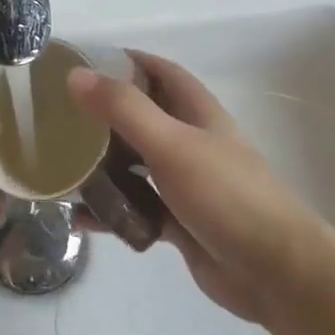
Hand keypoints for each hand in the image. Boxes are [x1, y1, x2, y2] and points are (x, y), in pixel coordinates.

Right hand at [68, 51, 330, 323]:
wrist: (277, 273)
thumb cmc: (227, 196)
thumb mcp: (172, 144)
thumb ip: (124, 109)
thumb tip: (75, 75)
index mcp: (196, 111)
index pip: (158, 71)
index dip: (125, 61)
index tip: (81, 63)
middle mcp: (190, 140)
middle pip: (141, 116)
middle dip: (103, 114)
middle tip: (57, 117)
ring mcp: (184, 182)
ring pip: (135, 163)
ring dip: (102, 163)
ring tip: (59, 164)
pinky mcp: (178, 220)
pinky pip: (136, 207)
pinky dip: (111, 210)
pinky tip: (79, 218)